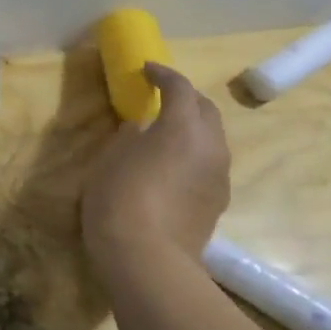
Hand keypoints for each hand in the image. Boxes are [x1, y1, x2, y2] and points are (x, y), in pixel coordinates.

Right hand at [81, 63, 230, 276]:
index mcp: (183, 126)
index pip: (180, 87)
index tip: (146, 70)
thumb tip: (143, 129)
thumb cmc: (119, 198)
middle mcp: (211, 146)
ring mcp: (219, 176)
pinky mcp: (217, 202)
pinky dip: (193, 155)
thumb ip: (129, 136)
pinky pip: (209, 165)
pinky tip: (172, 167)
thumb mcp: (110, 158)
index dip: (163, 74)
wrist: (147, 259)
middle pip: (205, 109)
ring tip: (165, 134)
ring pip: (212, 139)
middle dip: (185, 98)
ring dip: (192, 129)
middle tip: (160, 98)